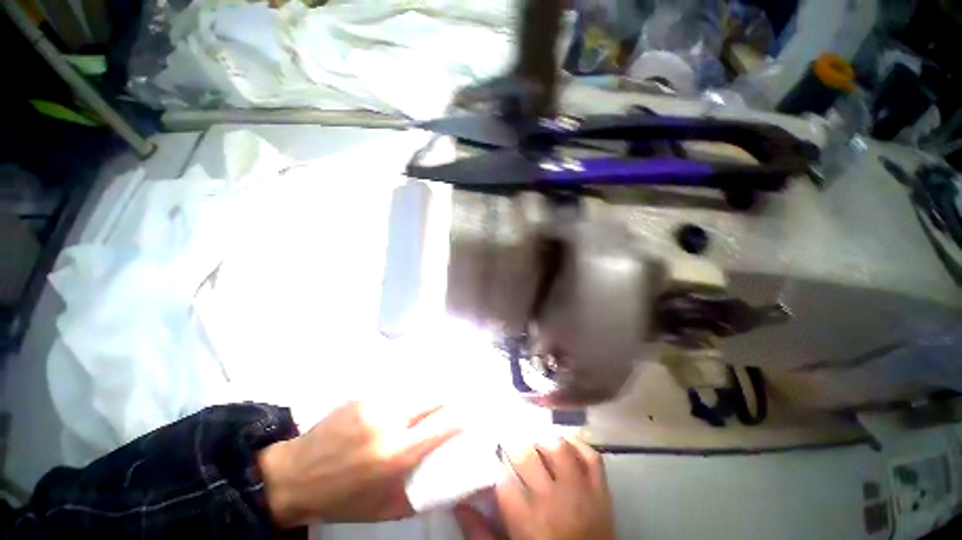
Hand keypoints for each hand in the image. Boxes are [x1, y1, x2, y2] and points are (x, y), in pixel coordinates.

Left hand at [258, 400, 460, 526]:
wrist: (295, 475)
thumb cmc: (342, 498)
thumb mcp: (384, 509)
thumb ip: (419, 495)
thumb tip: (447, 481)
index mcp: (396, 455)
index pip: (442, 425)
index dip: (461, 417)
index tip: (471, 414)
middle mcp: (389, 422)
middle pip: (432, 398)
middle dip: (448, 399)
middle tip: (456, 402)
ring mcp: (375, 403)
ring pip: (416, 390)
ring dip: (429, 393)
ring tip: (435, 398)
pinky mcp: (364, 395)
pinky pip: (397, 389)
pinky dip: (409, 393)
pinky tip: (409, 398)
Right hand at [455, 438, 613, 539]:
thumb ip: (480, 533)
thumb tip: (458, 503)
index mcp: (527, 523)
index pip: (503, 477)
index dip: (494, 460)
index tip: (491, 453)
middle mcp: (554, 502)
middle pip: (527, 454)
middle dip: (513, 442)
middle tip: (510, 441)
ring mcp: (582, 493)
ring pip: (558, 447)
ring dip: (543, 438)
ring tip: (534, 440)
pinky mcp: (602, 492)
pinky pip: (591, 455)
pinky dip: (577, 442)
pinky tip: (563, 441)